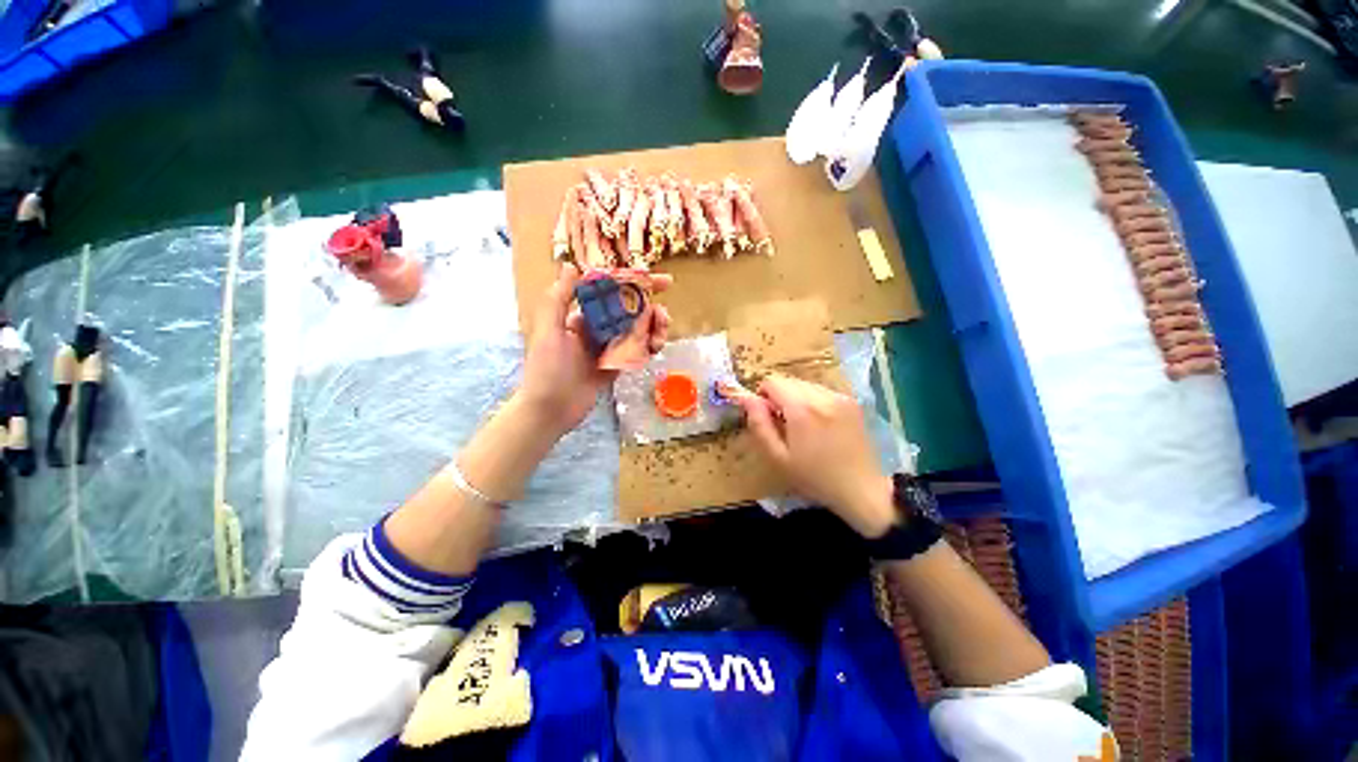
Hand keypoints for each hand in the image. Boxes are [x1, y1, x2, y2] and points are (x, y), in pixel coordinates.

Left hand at [518, 263, 670, 436]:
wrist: (550, 411)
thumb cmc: (546, 370)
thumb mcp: (548, 332)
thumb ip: (559, 299)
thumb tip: (572, 265)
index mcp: (582, 316)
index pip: (613, 293)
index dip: (637, 283)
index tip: (661, 281)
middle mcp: (597, 328)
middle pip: (631, 312)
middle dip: (651, 310)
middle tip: (665, 317)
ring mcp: (608, 348)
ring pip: (637, 331)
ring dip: (653, 330)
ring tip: (660, 338)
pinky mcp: (615, 366)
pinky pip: (636, 352)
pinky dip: (648, 348)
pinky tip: (654, 349)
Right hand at [735, 374, 895, 537]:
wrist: (860, 489)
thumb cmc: (813, 477)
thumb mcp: (778, 456)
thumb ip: (759, 424)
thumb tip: (746, 398)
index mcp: (802, 408)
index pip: (772, 381)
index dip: (762, 395)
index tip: (767, 416)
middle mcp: (822, 395)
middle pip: (788, 381)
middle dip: (779, 397)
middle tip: (783, 424)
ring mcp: (839, 397)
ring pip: (805, 384)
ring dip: (796, 398)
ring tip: (803, 426)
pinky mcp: (851, 401)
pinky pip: (821, 391)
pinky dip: (813, 401)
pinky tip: (820, 425)